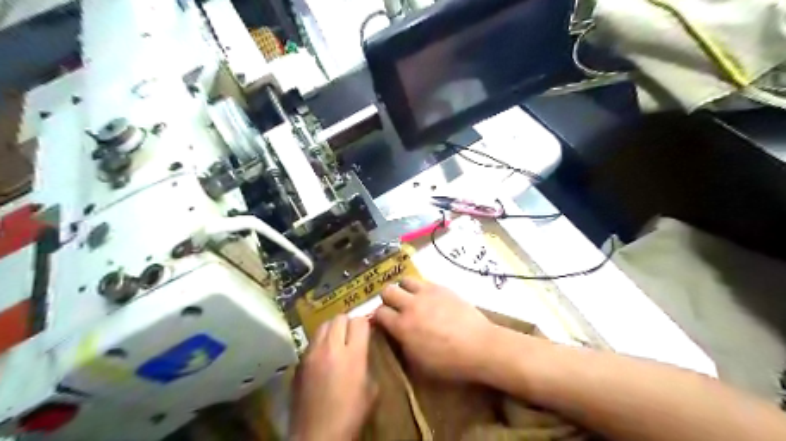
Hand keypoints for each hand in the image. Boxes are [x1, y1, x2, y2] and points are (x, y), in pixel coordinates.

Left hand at [290, 314, 374, 438]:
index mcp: (353, 354)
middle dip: (348, 323)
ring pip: (322, 326)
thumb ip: (367, 362)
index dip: (365, 323)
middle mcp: (330, 348)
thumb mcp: (371, 389)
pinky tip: (323, 358)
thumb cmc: (350, 416)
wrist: (317, 436)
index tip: (367, 330)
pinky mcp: (299, 363)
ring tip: (336, 342)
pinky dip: (320, 343)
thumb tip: (362, 352)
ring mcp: (311, 354)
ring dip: (332, 329)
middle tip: (352, 334)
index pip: (359, 321)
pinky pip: (311, 342)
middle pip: (339, 318)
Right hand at [373, 279, 495, 381]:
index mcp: (402, 327)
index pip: (379, 313)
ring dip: (404, 289)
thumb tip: (396, 336)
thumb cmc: (449, 363)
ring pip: (404, 280)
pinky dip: (421, 289)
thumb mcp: (419, 364)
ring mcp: (427, 294)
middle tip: (395, 308)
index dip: (377, 317)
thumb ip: (402, 346)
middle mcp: (411, 306)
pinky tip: (429, 299)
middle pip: (387, 291)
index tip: (382, 321)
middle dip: (387, 299)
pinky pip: (423, 282)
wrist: (479, 346)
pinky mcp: (442, 288)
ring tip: (411, 299)